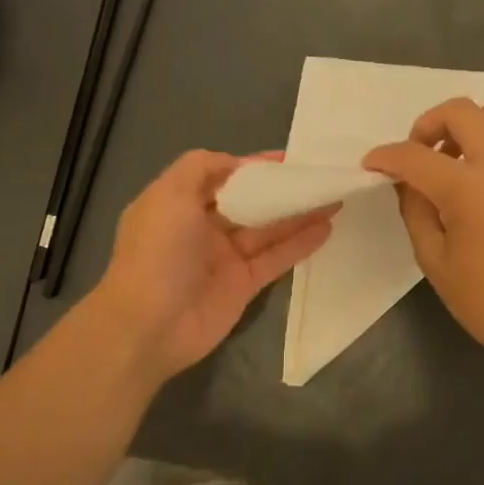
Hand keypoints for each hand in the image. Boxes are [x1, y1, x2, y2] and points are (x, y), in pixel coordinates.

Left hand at [92, 150, 336, 381]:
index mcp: (180, 204)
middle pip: (249, 202)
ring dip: (299, 213)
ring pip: (268, 229)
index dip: (252, 166)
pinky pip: (276, 258)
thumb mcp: (169, 194)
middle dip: (281, 189)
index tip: (287, 159)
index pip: (222, 176)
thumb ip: (201, 167)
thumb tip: (237, 162)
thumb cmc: (158, 252)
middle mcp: (202, 228)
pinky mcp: (244, 285)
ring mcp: (225, 258)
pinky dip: (301, 243)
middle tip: (318, 176)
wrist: (150, 325)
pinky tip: (327, 227)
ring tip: (333, 196)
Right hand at [364, 98, 483, 370]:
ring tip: (455, 159)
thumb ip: (416, 211)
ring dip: (468, 125)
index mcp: (468, 187)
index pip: (415, 156)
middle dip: (428, 125)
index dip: (386, 157)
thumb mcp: (435, 260)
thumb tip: (408, 183)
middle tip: (418, 154)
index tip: (372, 164)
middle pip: (459, 111)